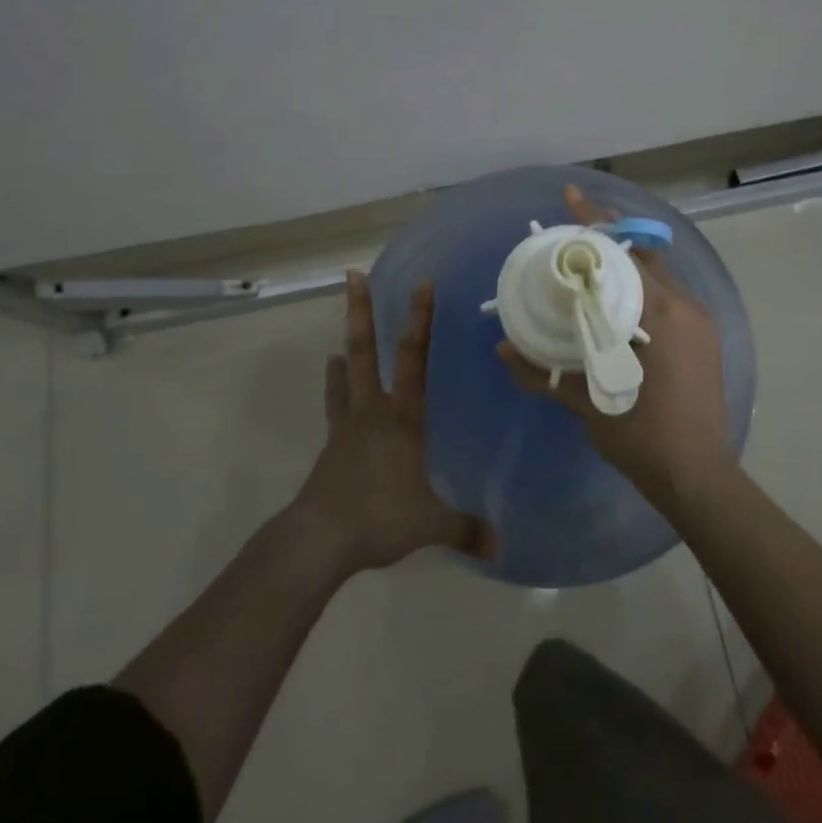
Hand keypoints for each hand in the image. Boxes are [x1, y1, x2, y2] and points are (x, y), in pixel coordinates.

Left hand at [294, 272, 497, 573]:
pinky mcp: (330, 447)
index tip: (422, 283)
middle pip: (365, 350)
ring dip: (345, 348)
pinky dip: (334, 389)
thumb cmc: (380, 517)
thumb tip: (502, 547)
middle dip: (361, 310)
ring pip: (345, 374)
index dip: (421, 319)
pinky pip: (335, 408)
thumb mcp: (431, 525)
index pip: (416, 358)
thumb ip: (466, 530)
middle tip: (352, 275)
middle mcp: (373, 411)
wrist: (319, 539)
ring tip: (341, 334)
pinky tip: (332, 379)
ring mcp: (346, 427)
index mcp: (403, 418)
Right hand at [499, 185, 737, 512]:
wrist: (699, 478)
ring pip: (656, 276)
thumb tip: (502, 349)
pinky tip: (615, 302)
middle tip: (570, 232)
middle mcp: (685, 306)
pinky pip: (667, 298)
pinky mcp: (703, 338)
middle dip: (606, 239)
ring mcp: (699, 322)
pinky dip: (639, 289)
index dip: (594, 223)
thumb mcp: (589, 403)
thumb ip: (543, 372)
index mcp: (661, 315)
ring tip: (588, 263)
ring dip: (624, 265)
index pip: (622, 254)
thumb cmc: (644, 439)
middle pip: (641, 256)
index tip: (571, 195)